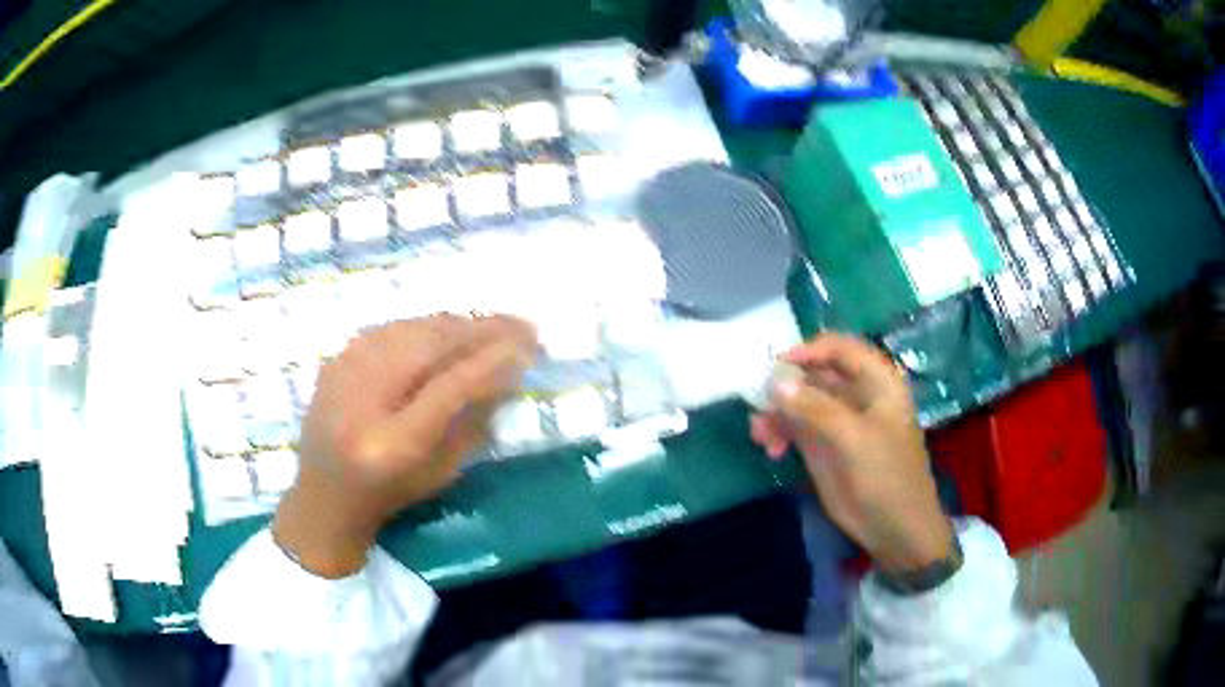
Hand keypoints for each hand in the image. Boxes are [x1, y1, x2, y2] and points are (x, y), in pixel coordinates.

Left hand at [273, 314, 537, 577]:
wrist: (323, 495)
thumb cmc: (389, 495)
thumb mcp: (441, 472)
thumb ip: (473, 421)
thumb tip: (507, 370)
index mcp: (394, 444)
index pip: (450, 386)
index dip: (492, 361)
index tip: (528, 345)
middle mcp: (363, 400)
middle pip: (429, 344)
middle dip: (481, 329)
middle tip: (521, 325)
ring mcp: (343, 372)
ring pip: (411, 327)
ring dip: (457, 324)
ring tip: (491, 326)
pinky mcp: (336, 359)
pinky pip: (390, 328)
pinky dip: (426, 327)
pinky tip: (447, 331)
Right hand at [750, 334, 953, 573]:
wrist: (894, 528)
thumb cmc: (886, 476)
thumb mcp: (854, 439)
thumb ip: (815, 409)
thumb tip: (775, 383)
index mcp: (877, 382)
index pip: (840, 348)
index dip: (810, 351)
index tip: (778, 365)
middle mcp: (857, 395)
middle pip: (815, 374)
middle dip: (785, 387)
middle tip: (760, 405)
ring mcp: (839, 421)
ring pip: (800, 401)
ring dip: (777, 413)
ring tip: (761, 434)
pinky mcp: (825, 446)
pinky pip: (796, 427)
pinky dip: (780, 432)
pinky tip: (770, 448)